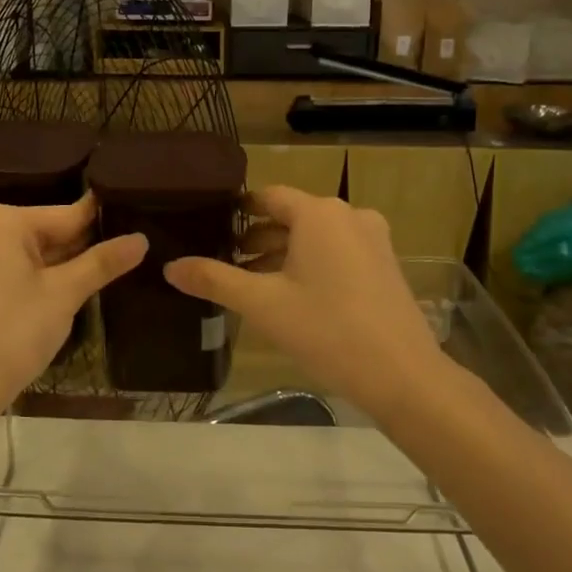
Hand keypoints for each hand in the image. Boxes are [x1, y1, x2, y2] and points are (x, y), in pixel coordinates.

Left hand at [0, 194, 146, 413]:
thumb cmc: (13, 332)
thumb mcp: (64, 294)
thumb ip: (102, 262)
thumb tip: (141, 240)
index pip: (64, 214)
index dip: (101, 221)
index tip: (133, 218)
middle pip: (43, 231)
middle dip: (79, 246)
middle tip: (124, 252)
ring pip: (26, 251)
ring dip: (58, 264)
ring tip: (104, 269)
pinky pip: (7, 266)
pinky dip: (33, 276)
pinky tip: (63, 289)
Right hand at [165, 186, 447, 419]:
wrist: (402, 374)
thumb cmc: (326, 330)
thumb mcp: (262, 305)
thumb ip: (214, 280)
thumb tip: (170, 267)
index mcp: (319, 213)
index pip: (268, 196)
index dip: (238, 211)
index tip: (211, 228)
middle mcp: (349, 216)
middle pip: (292, 216)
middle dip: (258, 237)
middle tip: (225, 261)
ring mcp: (373, 240)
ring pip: (316, 237)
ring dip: (283, 253)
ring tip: (252, 282)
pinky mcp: (385, 265)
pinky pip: (338, 252)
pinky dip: (311, 264)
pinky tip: (292, 296)